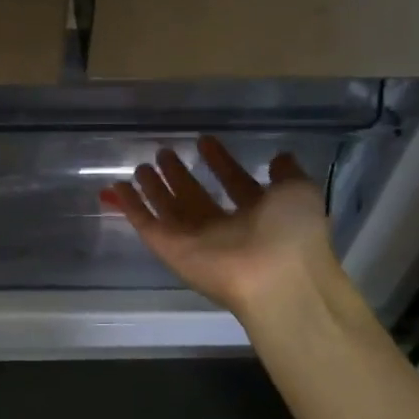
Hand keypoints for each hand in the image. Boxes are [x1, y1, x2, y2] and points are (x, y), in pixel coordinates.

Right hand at [103, 135, 343, 321]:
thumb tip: (279, 157)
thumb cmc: (292, 232)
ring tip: (141, 165)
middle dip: (180, 175)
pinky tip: (118, 186)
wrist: (276, 277)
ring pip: (169, 210)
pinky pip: (147, 225)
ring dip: (154, 189)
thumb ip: (287, 173)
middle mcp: (225, 229)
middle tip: (164, 153)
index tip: (205, 141)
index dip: (220, 162)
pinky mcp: (170, 250)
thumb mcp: (299, 191)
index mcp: (257, 215)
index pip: (234, 183)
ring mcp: (195, 241)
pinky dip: (131, 207)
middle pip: (195, 198)